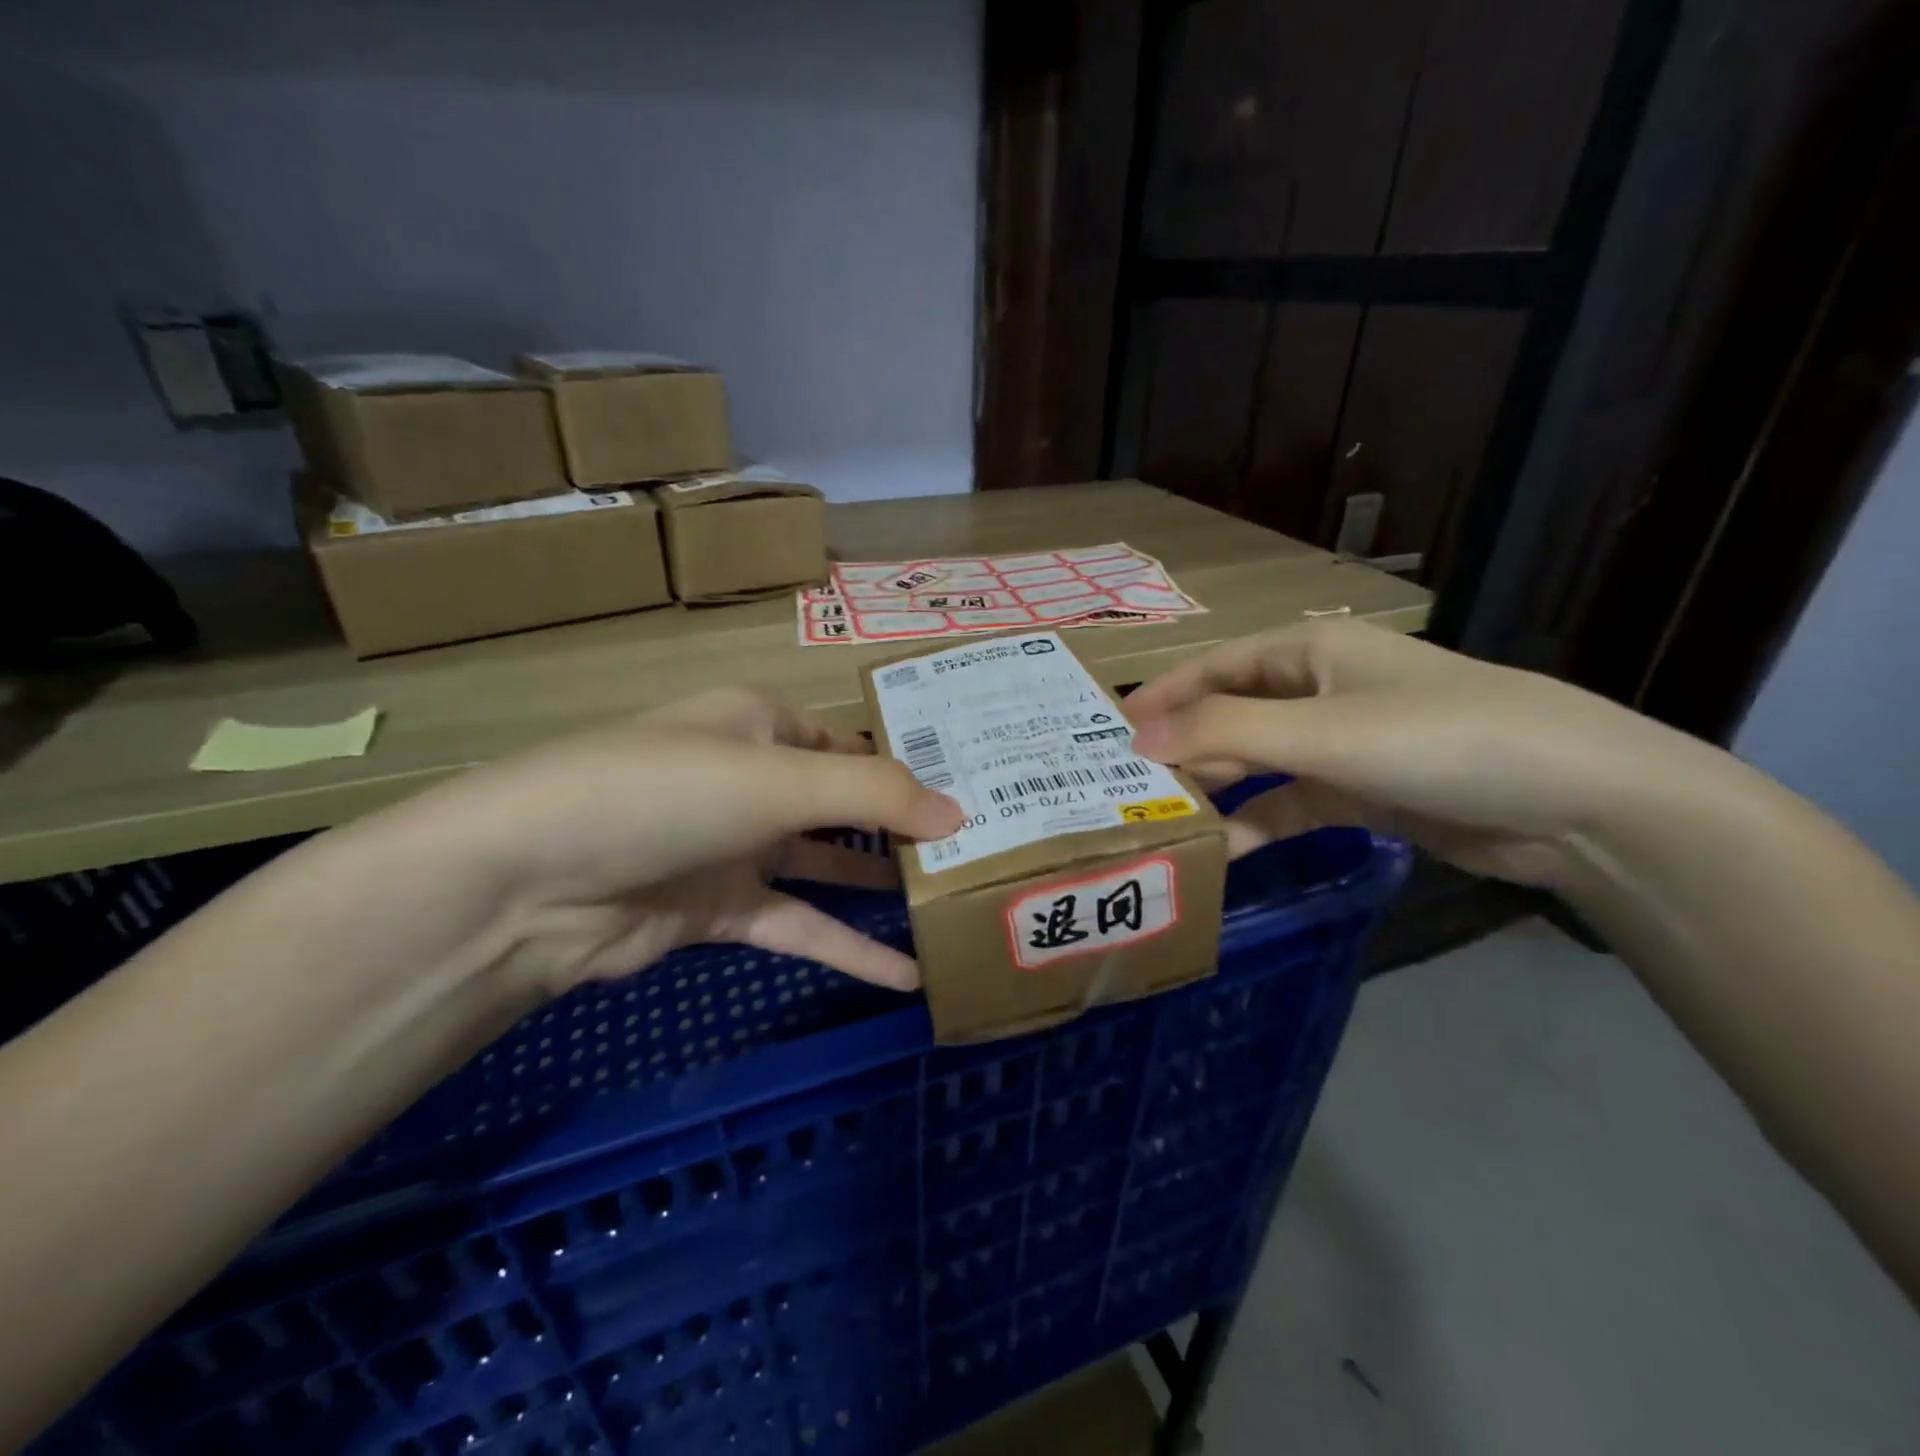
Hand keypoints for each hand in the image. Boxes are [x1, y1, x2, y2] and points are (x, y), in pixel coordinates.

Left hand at [364, 688, 961, 994]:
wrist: (527, 883)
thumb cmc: (662, 794)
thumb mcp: (777, 779)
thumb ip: (874, 794)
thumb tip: (960, 815)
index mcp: (761, 725)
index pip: (853, 742)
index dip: (911, 768)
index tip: (975, 796)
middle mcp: (752, 778)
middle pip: (844, 803)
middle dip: (904, 829)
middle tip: (978, 854)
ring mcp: (734, 847)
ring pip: (825, 866)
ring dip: (879, 888)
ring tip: (950, 907)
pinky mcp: (719, 910)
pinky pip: (797, 925)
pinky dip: (845, 948)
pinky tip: (903, 977)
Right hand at [1124, 620, 1731, 886]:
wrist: (1578, 801)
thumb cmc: (1437, 738)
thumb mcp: (1319, 731)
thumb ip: (1221, 734)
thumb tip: (1134, 739)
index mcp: (1308, 653)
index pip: (1213, 668)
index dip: (1162, 697)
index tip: (1109, 732)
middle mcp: (1319, 691)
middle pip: (1231, 716)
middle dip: (1182, 749)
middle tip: (1126, 786)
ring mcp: (1343, 744)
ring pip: (1258, 764)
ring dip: (1216, 790)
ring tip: (1163, 822)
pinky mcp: (1364, 793)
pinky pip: (1292, 804)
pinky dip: (1259, 823)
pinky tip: (1226, 851)